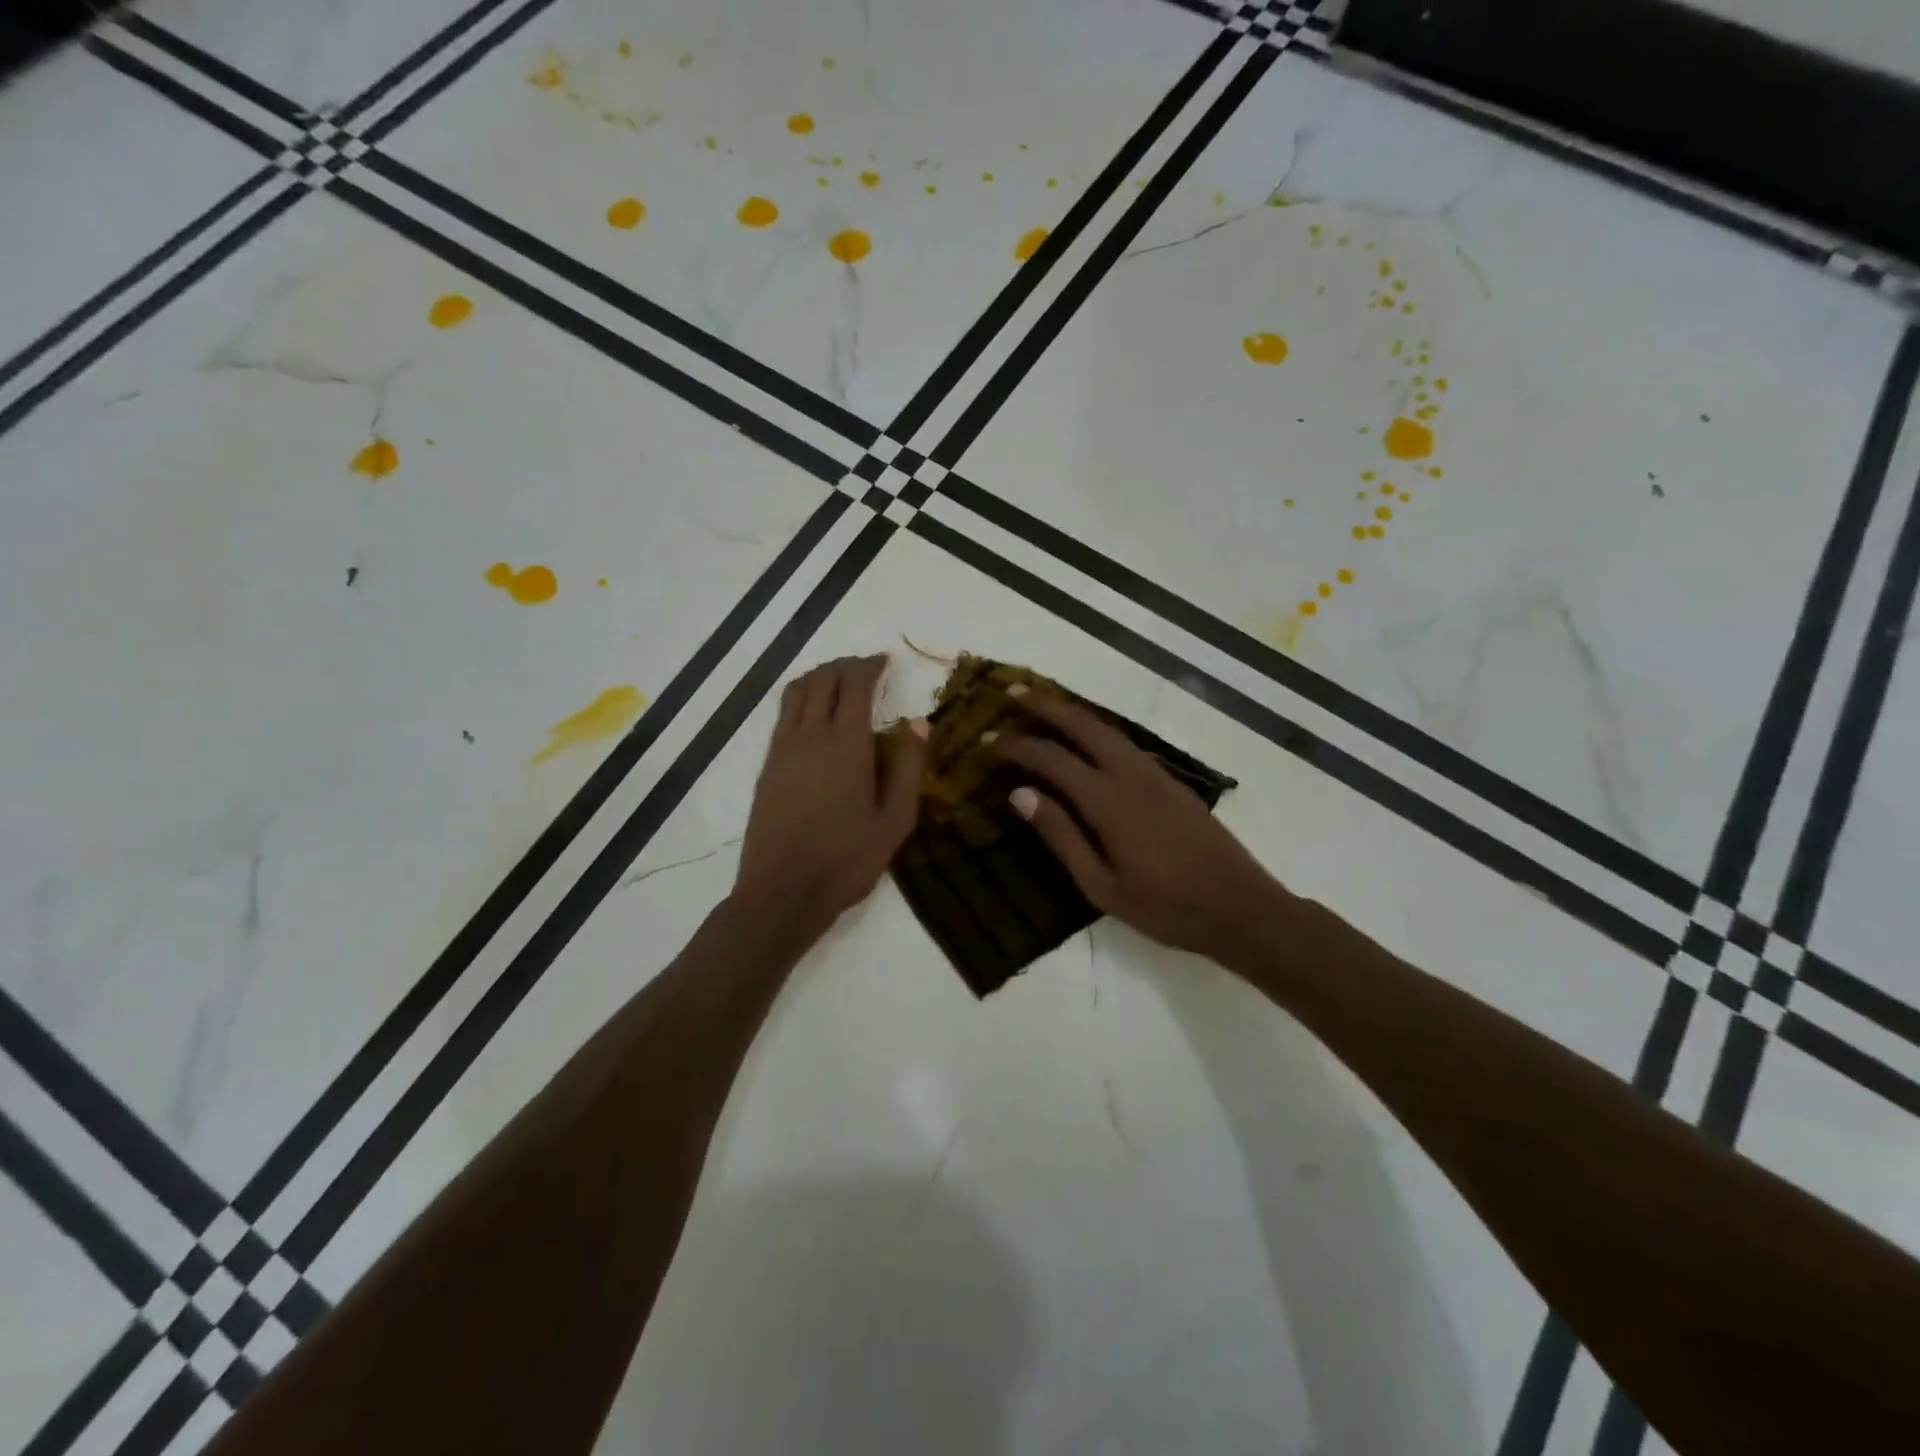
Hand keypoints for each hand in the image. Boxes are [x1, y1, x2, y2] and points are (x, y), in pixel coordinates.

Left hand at [733, 655, 928, 940]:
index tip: (886, 661)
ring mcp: (783, 749)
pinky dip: (801, 697)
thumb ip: (908, 768)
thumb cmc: (846, 860)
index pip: (855, 686)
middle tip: (867, 667)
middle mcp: (810, 736)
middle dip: (846, 666)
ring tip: (839, 679)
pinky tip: (814, 712)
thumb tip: (917, 724)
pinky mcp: (768, 765)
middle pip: (823, 680)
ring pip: (797, 692)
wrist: (782, 891)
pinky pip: (784, 714)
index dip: (870, 666)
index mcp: (846, 745)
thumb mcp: (894, 821)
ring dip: (820, 676)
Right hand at [994, 690, 1278, 959]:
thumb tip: (1020, 794)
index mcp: (1108, 800)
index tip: (986, 743)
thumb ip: (1061, 836)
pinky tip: (1086, 740)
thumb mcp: (1101, 885)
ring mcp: (1155, 774)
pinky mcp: (1171, 782)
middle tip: (1011, 694)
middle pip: (1083, 724)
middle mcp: (1131, 774)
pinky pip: (1124, 742)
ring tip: (1042, 706)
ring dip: (1072, 713)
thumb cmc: (1165, 906)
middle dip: (1045, 706)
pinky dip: (1096, 730)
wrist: (1240, 907)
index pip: (1051, 758)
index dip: (1015, 747)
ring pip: (1107, 728)